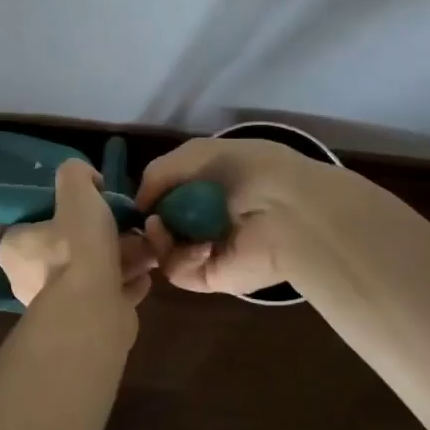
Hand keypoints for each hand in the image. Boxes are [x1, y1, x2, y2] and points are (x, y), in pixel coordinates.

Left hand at [0, 159, 155, 308]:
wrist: (96, 309)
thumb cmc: (78, 246)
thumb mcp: (75, 190)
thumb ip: (76, 174)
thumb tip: (89, 180)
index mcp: (15, 249)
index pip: (30, 222)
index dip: (57, 210)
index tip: (83, 205)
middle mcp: (29, 279)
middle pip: (67, 247)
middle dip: (98, 236)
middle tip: (122, 224)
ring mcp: (58, 304)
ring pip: (91, 272)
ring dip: (119, 259)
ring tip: (143, 246)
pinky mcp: (86, 323)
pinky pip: (109, 295)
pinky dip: (126, 284)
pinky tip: (144, 273)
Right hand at [136, 138, 327, 295]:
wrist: (291, 212)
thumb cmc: (249, 171)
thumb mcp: (198, 153)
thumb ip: (159, 172)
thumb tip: (139, 203)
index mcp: (212, 187)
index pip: (170, 195)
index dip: (151, 195)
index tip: (138, 197)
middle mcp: (209, 219)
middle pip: (163, 223)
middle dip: (149, 218)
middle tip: (146, 215)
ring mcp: (209, 250)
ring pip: (163, 248)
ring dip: (156, 237)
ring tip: (160, 226)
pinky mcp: (211, 276)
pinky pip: (178, 269)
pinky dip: (177, 255)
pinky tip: (195, 243)